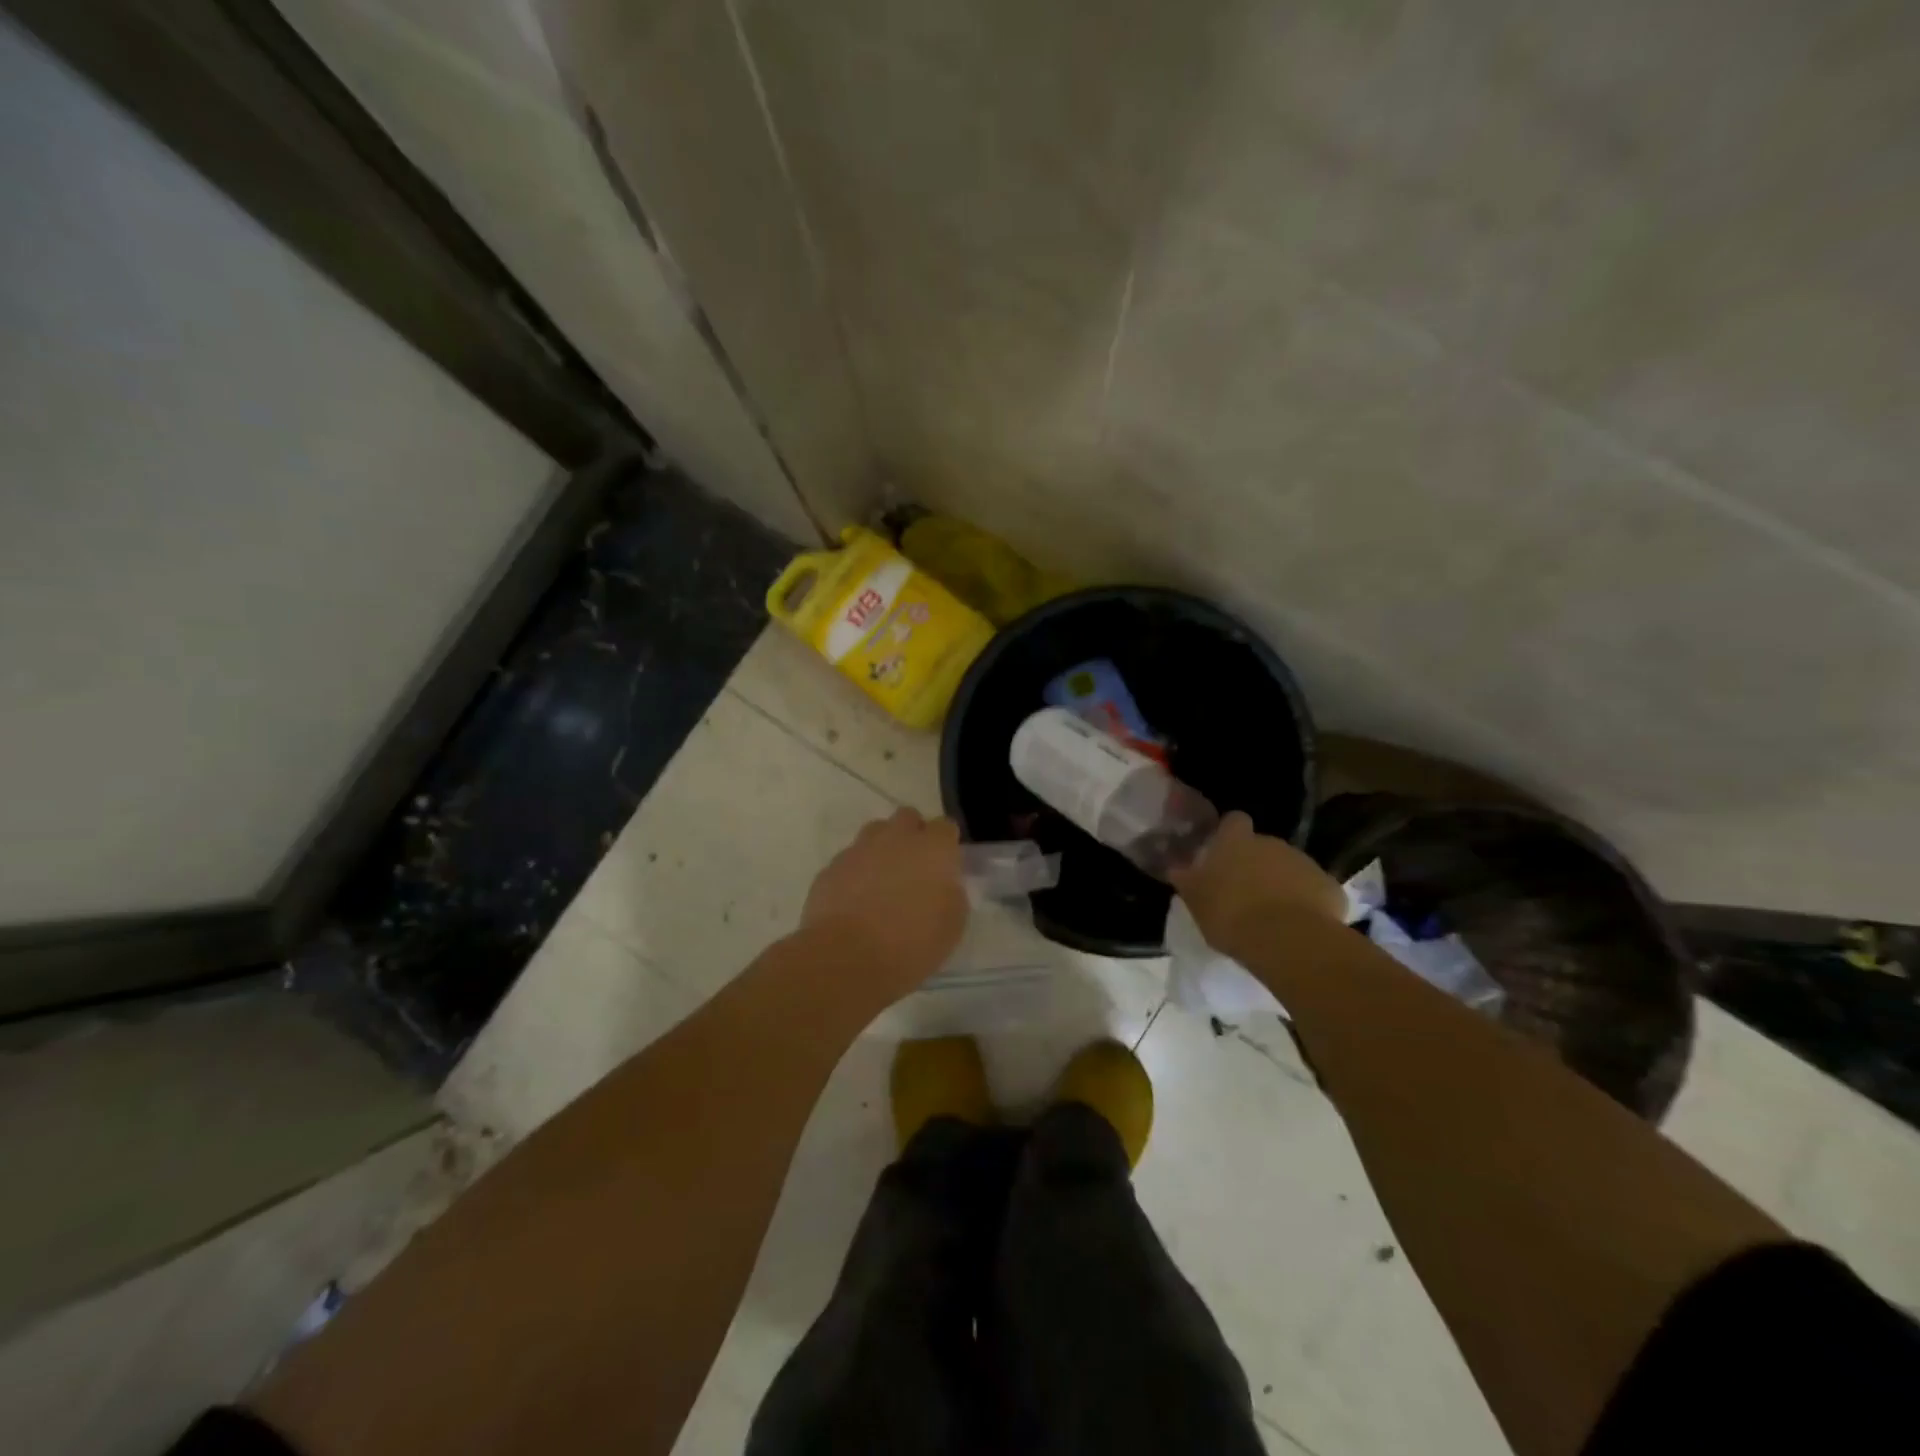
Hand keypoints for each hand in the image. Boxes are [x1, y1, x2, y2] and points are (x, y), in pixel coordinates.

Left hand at [800, 808, 967, 990]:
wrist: (847, 958)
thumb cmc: (911, 944)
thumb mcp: (952, 925)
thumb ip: (951, 893)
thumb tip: (942, 884)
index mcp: (933, 848)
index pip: (945, 827)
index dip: (946, 844)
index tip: (946, 865)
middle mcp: (896, 838)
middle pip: (907, 818)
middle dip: (913, 835)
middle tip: (915, 868)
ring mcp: (859, 849)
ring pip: (875, 833)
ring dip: (882, 849)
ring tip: (883, 882)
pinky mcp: (831, 867)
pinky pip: (849, 860)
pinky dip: (856, 873)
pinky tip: (856, 901)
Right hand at [1169, 811, 1345, 955]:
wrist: (1288, 941)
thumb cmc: (1231, 916)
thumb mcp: (1196, 901)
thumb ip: (1187, 880)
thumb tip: (1176, 867)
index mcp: (1236, 842)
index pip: (1234, 820)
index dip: (1230, 833)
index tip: (1224, 852)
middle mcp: (1271, 843)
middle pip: (1263, 846)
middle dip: (1256, 863)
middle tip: (1245, 892)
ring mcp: (1305, 862)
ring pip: (1290, 867)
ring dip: (1282, 882)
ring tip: (1272, 914)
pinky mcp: (1331, 887)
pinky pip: (1315, 890)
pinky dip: (1308, 902)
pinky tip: (1300, 926)